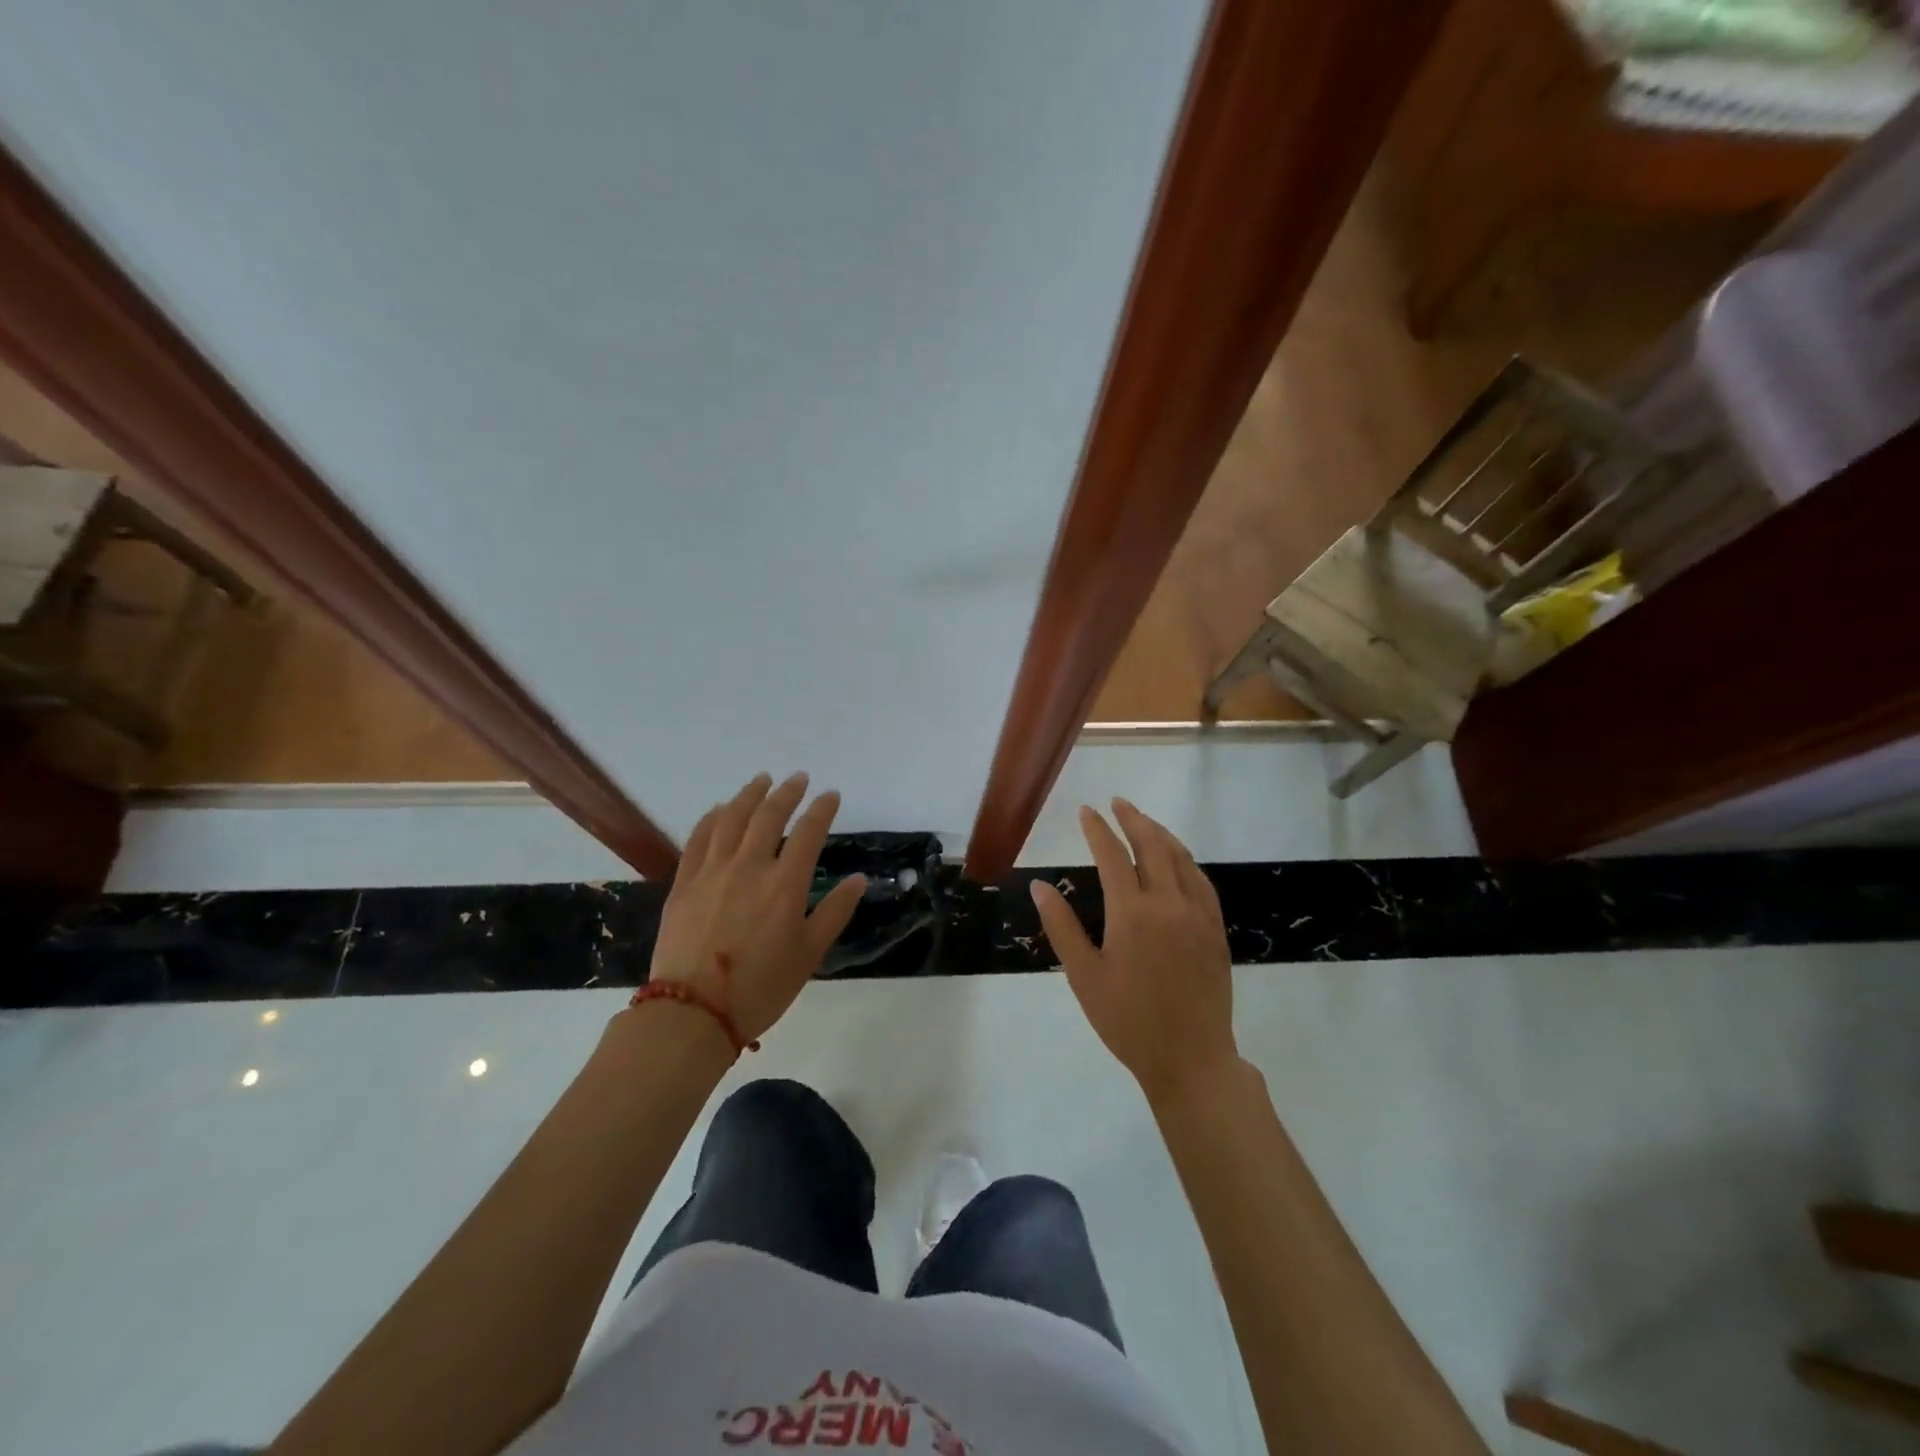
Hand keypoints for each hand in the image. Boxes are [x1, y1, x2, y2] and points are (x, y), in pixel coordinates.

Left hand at [647, 772, 866, 1043]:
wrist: (693, 1013)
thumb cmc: (761, 987)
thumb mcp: (809, 954)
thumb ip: (835, 912)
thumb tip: (858, 880)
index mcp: (785, 885)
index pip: (809, 832)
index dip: (822, 810)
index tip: (831, 795)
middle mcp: (749, 867)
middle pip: (769, 815)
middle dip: (787, 792)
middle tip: (798, 779)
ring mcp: (712, 871)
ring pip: (732, 819)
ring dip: (750, 795)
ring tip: (762, 780)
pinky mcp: (684, 882)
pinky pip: (699, 838)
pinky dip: (712, 818)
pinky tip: (720, 809)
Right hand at [1030, 800, 1237, 1109]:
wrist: (1191, 1059)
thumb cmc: (1128, 1021)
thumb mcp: (1084, 976)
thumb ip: (1062, 926)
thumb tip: (1039, 886)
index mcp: (1132, 913)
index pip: (1112, 855)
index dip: (1097, 829)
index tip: (1086, 810)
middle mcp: (1168, 903)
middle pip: (1152, 845)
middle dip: (1133, 819)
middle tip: (1117, 802)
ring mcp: (1197, 914)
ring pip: (1181, 858)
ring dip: (1160, 833)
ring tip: (1144, 821)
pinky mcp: (1215, 929)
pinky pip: (1201, 881)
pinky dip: (1185, 860)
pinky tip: (1178, 860)